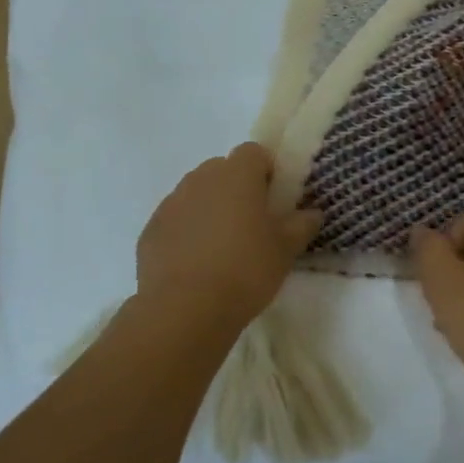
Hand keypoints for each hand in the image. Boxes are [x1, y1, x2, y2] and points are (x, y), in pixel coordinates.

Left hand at [137, 144, 321, 333]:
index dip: (266, 171)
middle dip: (237, 188)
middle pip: (223, 170)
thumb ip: (302, 225)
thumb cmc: (245, 270)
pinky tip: (196, 263)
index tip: (274, 199)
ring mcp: (171, 202)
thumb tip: (312, 213)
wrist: (184, 310)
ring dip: (210, 208)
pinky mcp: (151, 229)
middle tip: (251, 223)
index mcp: (237, 174)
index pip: (254, 152)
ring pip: (197, 193)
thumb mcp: (286, 250)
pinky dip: (186, 231)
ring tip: (222, 246)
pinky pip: (176, 219)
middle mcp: (201, 178)